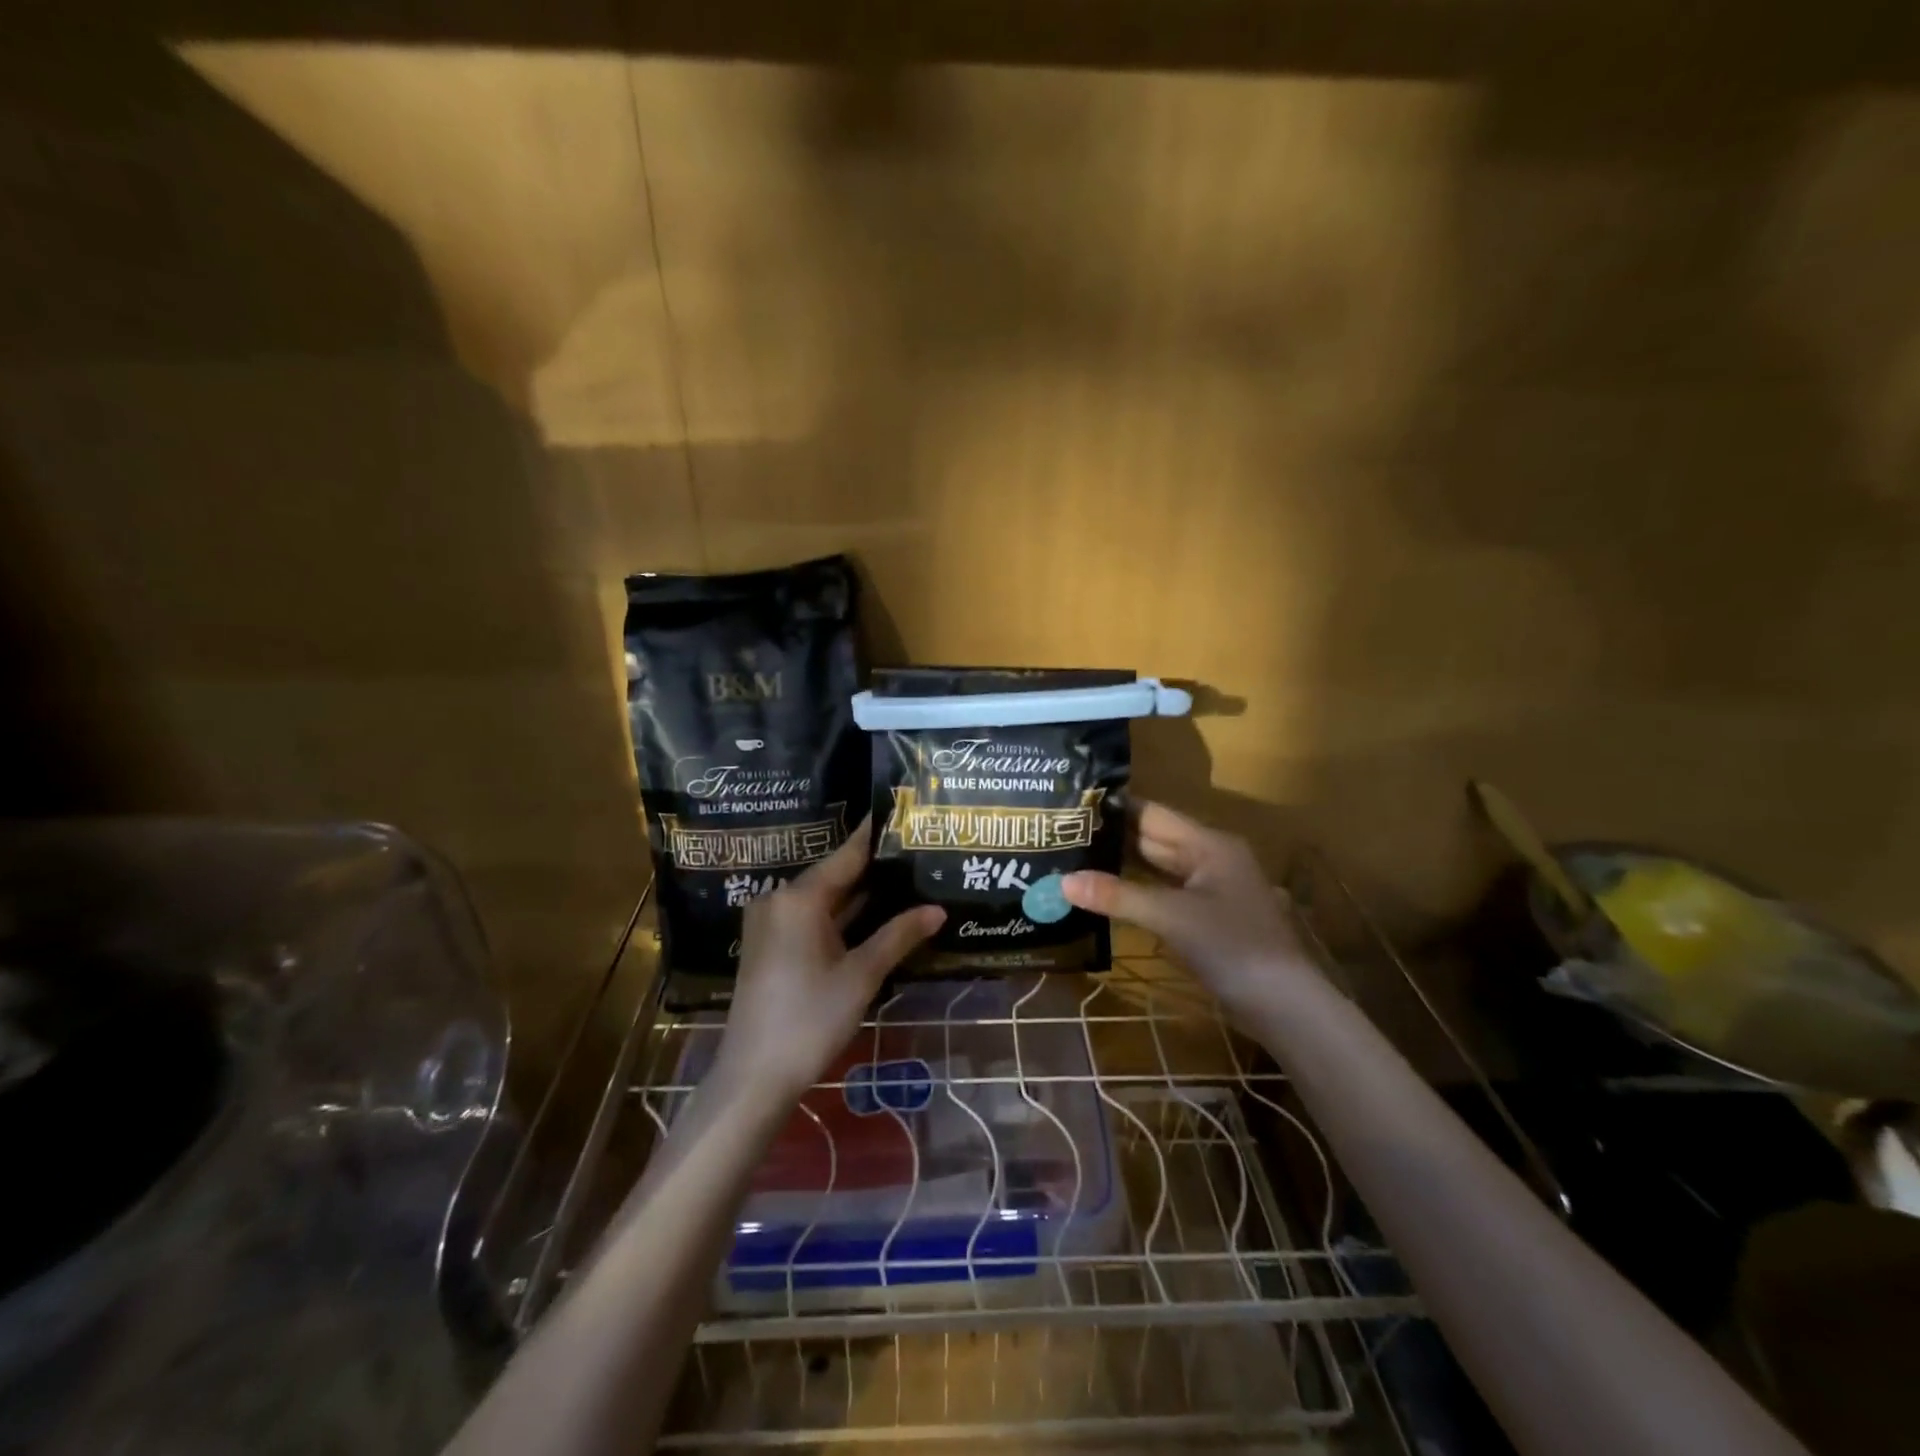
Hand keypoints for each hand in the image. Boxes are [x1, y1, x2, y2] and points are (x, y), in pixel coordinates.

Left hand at [713, 824, 944, 1101]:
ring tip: (903, 878)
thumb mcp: (862, 975)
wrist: (754, 1076)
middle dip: (874, 867)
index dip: (877, 836)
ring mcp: (770, 922)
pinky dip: (839, 915)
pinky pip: (810, 916)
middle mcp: (779, 899)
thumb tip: (938, 910)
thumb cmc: (811, 1019)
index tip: (903, 815)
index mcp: (800, 898)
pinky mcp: (768, 944)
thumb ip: (899, 935)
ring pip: (823, 897)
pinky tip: (872, 914)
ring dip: (858, 893)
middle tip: (915, 852)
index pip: (848, 854)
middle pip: (834, 874)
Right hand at [1062, 800, 1315, 1021]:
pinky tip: (1108, 894)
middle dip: (1112, 838)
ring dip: (1123, 866)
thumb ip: (1117, 896)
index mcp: (1208, 844)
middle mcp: (1211, 858)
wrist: (1285, 1006)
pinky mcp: (1208, 918)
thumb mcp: (1171, 917)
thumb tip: (1062, 881)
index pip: (1152, 814)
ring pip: (1159, 868)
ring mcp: (1211, 889)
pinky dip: (1138, 892)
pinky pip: (1165, 893)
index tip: (1072, 805)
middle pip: (1154, 839)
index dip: (1114, 809)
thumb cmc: (1232, 947)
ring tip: (1075, 859)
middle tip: (1063, 834)